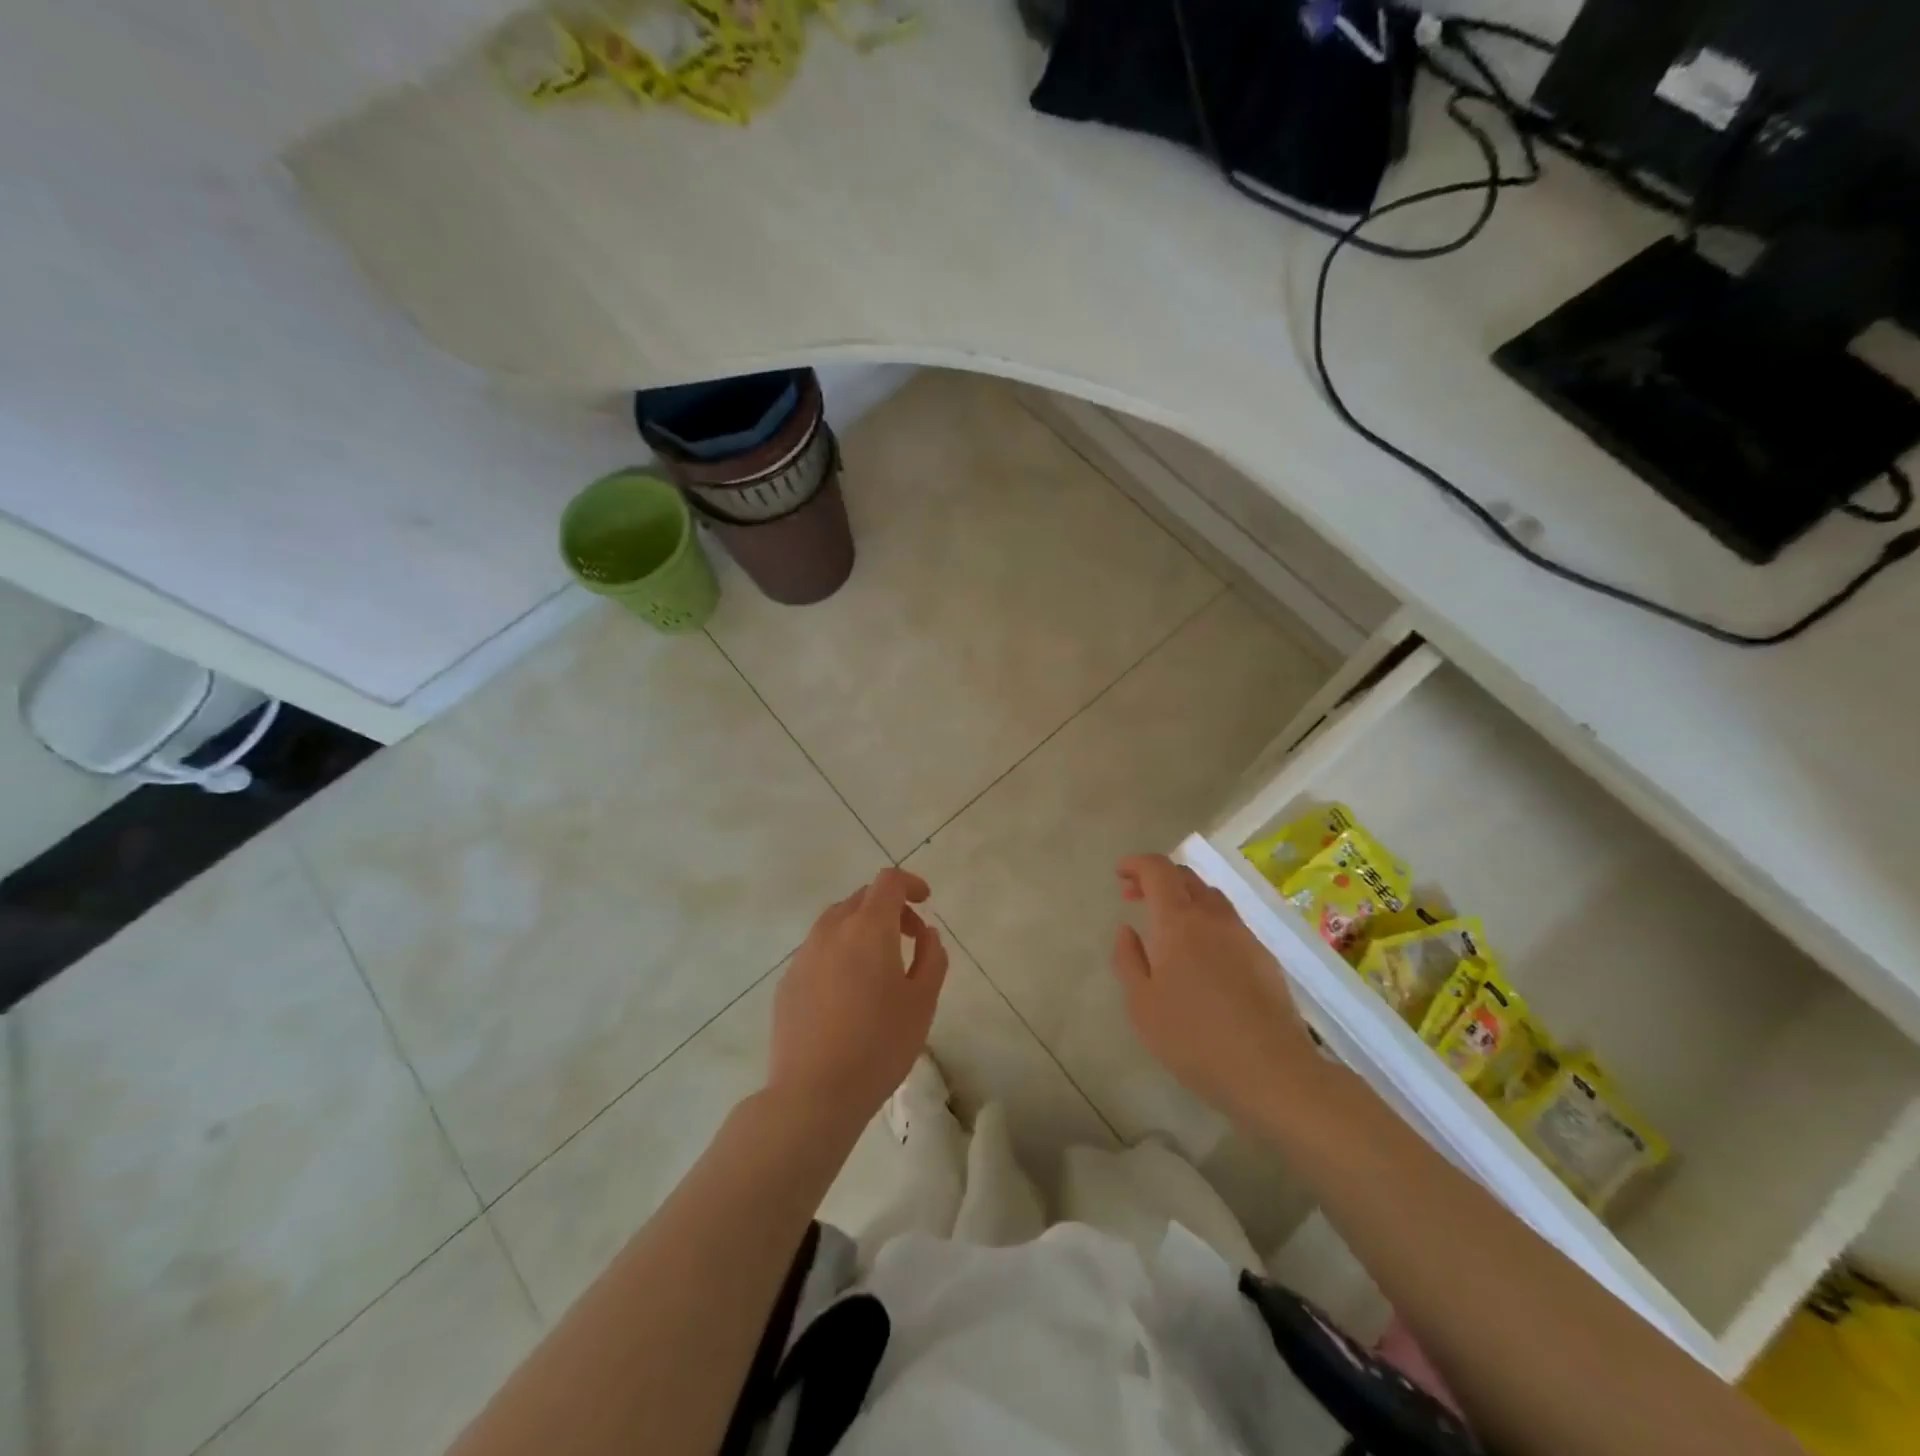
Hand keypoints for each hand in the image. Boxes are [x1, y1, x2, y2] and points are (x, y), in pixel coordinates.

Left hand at [766, 867, 948, 1134]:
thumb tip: (926, 934)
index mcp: (868, 928)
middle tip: (909, 938)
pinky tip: (847, 995)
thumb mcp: (923, 1002)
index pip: (888, 882)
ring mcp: (804, 956)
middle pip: (861, 898)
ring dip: (861, 930)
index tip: (925, 902)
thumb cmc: (879, 1045)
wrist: (813, 1093)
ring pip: (836, 923)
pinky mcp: (787, 982)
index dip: (910, 884)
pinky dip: (839, 954)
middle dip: (888, 908)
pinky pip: (818, 952)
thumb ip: (932, 958)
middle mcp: (831, 931)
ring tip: (878, 967)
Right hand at [1112, 854, 1317, 1127]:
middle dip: (1158, 878)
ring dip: (1185, 898)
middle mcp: (1213, 918)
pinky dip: (1207, 921)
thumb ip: (1129, 960)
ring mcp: (1244, 936)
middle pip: (1186, 877)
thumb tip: (1127, 929)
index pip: (1158, 870)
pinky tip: (1202, 955)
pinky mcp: (1265, 958)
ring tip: (1168, 925)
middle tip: (1135, 896)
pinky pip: (1229, 923)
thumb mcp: (1142, 1005)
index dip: (1137, 864)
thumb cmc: (1194, 1038)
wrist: (1272, 1071)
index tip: (1120, 874)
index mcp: (1179, 921)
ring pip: (1211, 898)